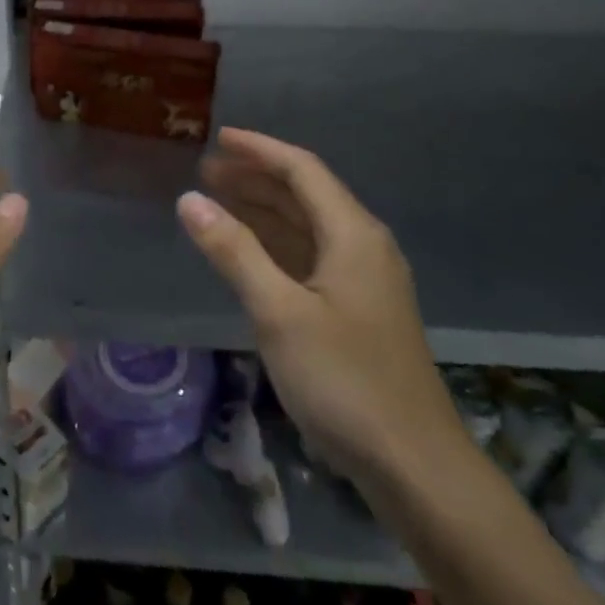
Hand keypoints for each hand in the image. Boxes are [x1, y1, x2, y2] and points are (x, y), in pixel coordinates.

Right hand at [177, 127, 463, 482]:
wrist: (415, 466)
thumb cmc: (345, 380)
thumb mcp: (279, 312)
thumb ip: (234, 251)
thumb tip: (189, 199)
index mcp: (351, 234)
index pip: (301, 169)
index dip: (258, 149)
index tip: (217, 138)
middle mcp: (362, 246)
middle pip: (305, 194)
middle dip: (256, 178)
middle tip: (206, 172)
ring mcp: (364, 281)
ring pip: (307, 227)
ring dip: (264, 210)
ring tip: (218, 201)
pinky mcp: (359, 311)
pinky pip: (311, 258)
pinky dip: (276, 245)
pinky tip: (250, 253)